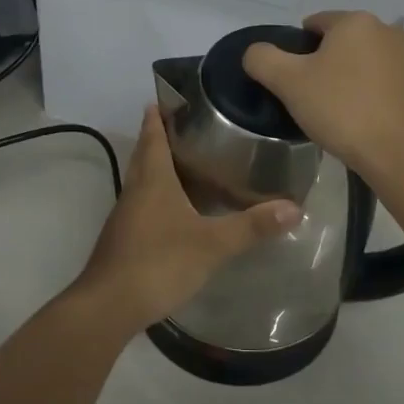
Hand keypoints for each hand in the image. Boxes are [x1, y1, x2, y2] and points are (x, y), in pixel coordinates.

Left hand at [68, 105, 300, 334]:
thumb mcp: (212, 245)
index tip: (168, 97)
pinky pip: (142, 205)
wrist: (108, 306)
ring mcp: (126, 216)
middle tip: (187, 126)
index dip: (159, 116)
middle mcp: (135, 190)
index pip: (153, 136)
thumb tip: (294, 207)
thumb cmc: (159, 262)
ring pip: (142, 180)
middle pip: (145, 154)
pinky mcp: (124, 239)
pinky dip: (157, 196)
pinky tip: (176, 210)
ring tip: (188, 163)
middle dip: (160, 137)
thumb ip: (251, 226)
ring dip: (159, 167)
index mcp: (153, 180)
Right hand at [242, 11, 403, 176]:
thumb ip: (263, 59)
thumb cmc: (341, 111)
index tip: (295, 78)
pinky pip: (395, 82)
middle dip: (332, 62)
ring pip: (373, 61)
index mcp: (355, 22)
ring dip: (359, 76)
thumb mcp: (288, 83)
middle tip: (317, 97)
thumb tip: (256, 51)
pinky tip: (374, 119)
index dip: (300, 48)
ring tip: (347, 111)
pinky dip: (382, 93)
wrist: (400, 154)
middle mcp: (390, 30)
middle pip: (347, 41)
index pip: (317, 23)